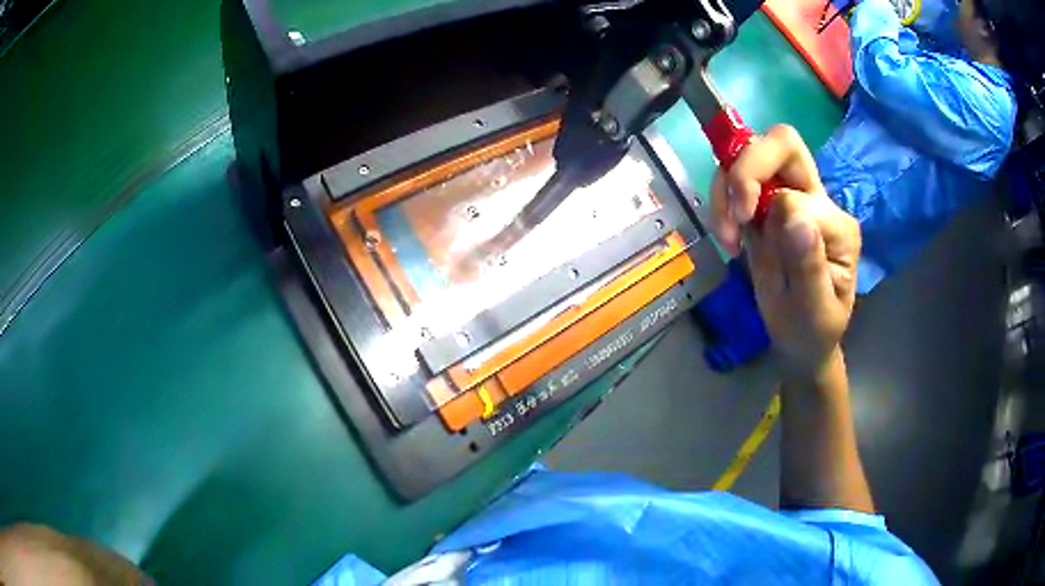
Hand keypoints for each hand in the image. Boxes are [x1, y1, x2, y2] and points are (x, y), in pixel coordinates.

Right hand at [709, 125, 860, 381]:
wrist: (802, 340)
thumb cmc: (814, 330)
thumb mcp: (816, 310)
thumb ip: (809, 263)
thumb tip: (791, 213)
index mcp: (835, 225)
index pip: (798, 194)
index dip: (770, 211)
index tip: (746, 244)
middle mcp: (816, 201)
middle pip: (784, 144)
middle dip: (747, 167)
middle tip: (736, 210)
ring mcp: (790, 199)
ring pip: (753, 154)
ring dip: (727, 186)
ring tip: (727, 235)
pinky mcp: (766, 207)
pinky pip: (736, 179)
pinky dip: (721, 199)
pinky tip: (727, 236)